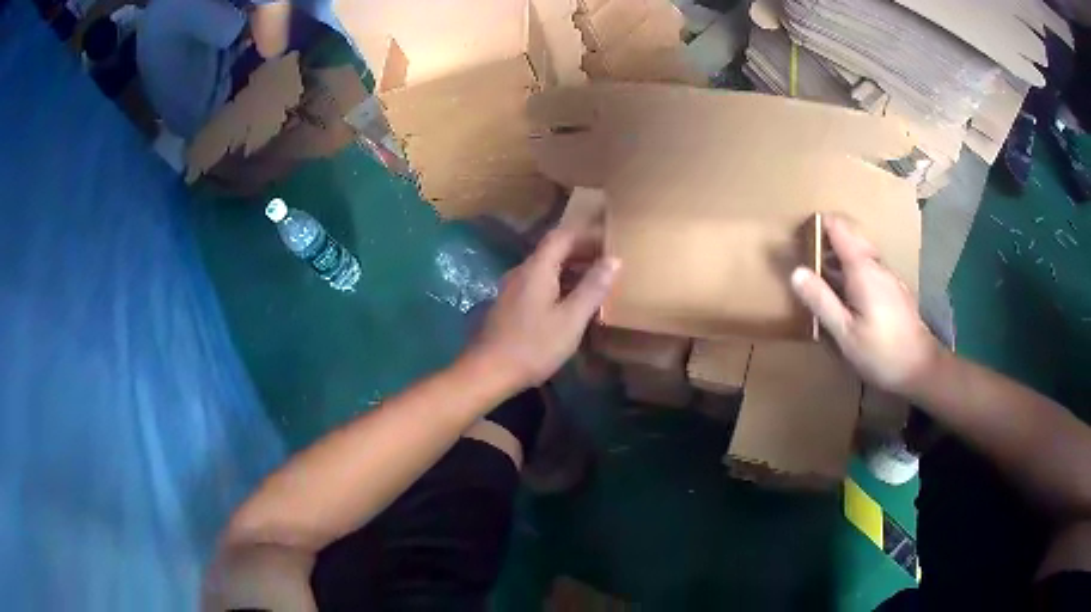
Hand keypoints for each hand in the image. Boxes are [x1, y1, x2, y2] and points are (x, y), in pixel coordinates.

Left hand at [468, 228, 620, 390]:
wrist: (488, 372)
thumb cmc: (533, 346)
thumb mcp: (571, 319)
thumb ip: (593, 288)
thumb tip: (614, 260)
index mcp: (537, 268)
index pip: (563, 236)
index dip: (588, 234)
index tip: (610, 241)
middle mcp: (522, 271)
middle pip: (554, 250)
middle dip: (582, 252)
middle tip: (609, 263)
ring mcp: (512, 288)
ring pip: (546, 269)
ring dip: (571, 270)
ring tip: (597, 283)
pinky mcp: (510, 305)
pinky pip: (539, 284)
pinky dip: (559, 285)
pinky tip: (572, 303)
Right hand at [790, 215, 940, 394]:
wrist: (921, 367)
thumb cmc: (881, 352)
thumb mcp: (845, 333)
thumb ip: (821, 301)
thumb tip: (796, 272)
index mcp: (863, 268)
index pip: (839, 227)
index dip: (819, 225)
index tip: (801, 235)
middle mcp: (877, 264)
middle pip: (851, 236)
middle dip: (829, 239)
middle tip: (808, 256)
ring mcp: (889, 276)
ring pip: (862, 252)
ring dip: (841, 256)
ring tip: (823, 276)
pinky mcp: (895, 289)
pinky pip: (870, 267)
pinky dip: (854, 270)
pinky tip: (848, 295)